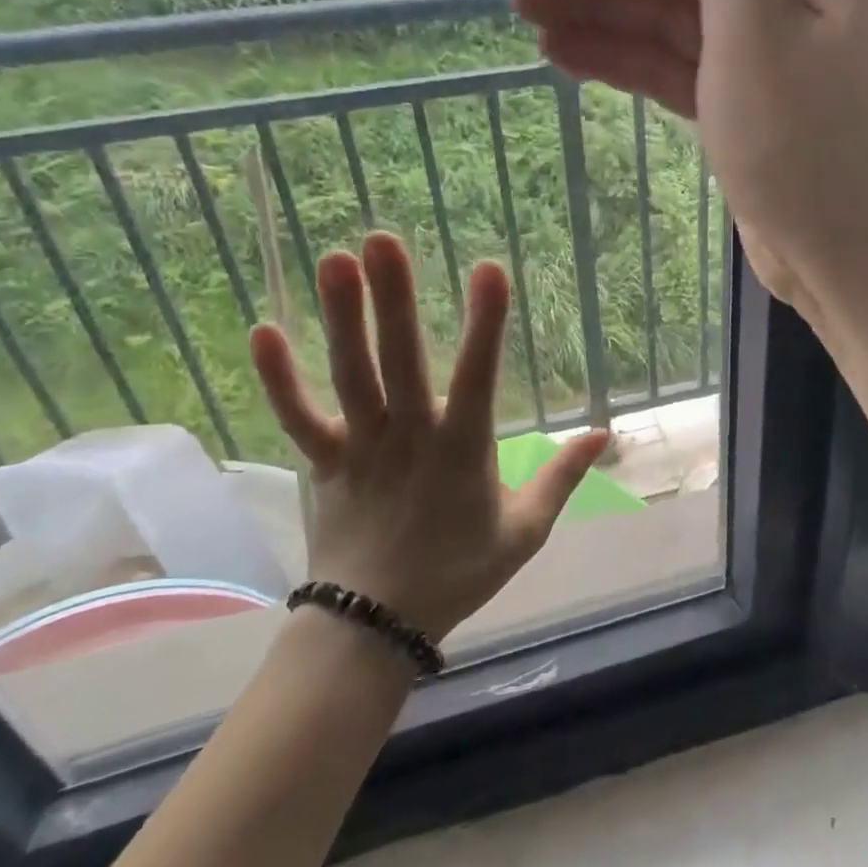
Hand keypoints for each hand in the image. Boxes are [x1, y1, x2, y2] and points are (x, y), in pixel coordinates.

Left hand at [248, 233, 609, 642]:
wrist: (378, 626)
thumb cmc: (459, 573)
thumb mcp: (526, 530)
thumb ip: (563, 476)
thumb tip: (605, 433)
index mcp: (463, 449)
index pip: (479, 375)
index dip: (486, 323)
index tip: (489, 269)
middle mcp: (410, 436)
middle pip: (401, 360)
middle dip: (394, 298)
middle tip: (382, 240)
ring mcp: (361, 447)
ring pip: (350, 375)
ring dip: (342, 318)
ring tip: (334, 260)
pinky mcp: (325, 463)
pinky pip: (298, 417)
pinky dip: (278, 379)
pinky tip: (262, 331)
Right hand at [514, 0, 867, 310]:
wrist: (838, 256)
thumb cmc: (802, 141)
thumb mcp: (755, 25)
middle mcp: (796, 0)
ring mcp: (766, 59)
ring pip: (676, 22)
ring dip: (606, 15)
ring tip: (527, 12)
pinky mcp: (742, 109)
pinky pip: (679, 70)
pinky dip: (629, 61)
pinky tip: (566, 54)